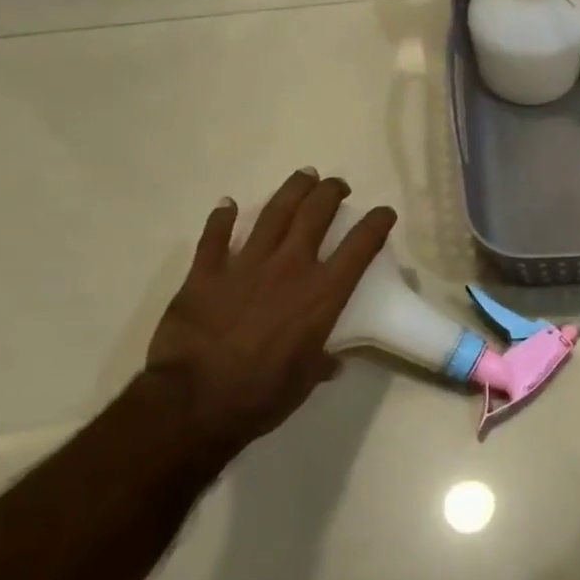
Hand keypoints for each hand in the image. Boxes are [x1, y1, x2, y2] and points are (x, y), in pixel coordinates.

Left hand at [146, 169, 395, 455]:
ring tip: (303, 176)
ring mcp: (245, 265)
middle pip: (315, 214)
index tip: (385, 213)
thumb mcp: (305, 380)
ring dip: (291, 191)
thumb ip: (321, 362)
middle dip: (331, 193)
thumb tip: (331, 362)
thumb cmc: (262, 395)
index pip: (360, 246)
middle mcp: (289, 268)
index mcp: (322, 294)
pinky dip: (222, 217)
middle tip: (337, 185)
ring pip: (273, 213)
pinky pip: (215, 237)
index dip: (377, 224)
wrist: (195, 403)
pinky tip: (228, 204)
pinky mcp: (205, 274)